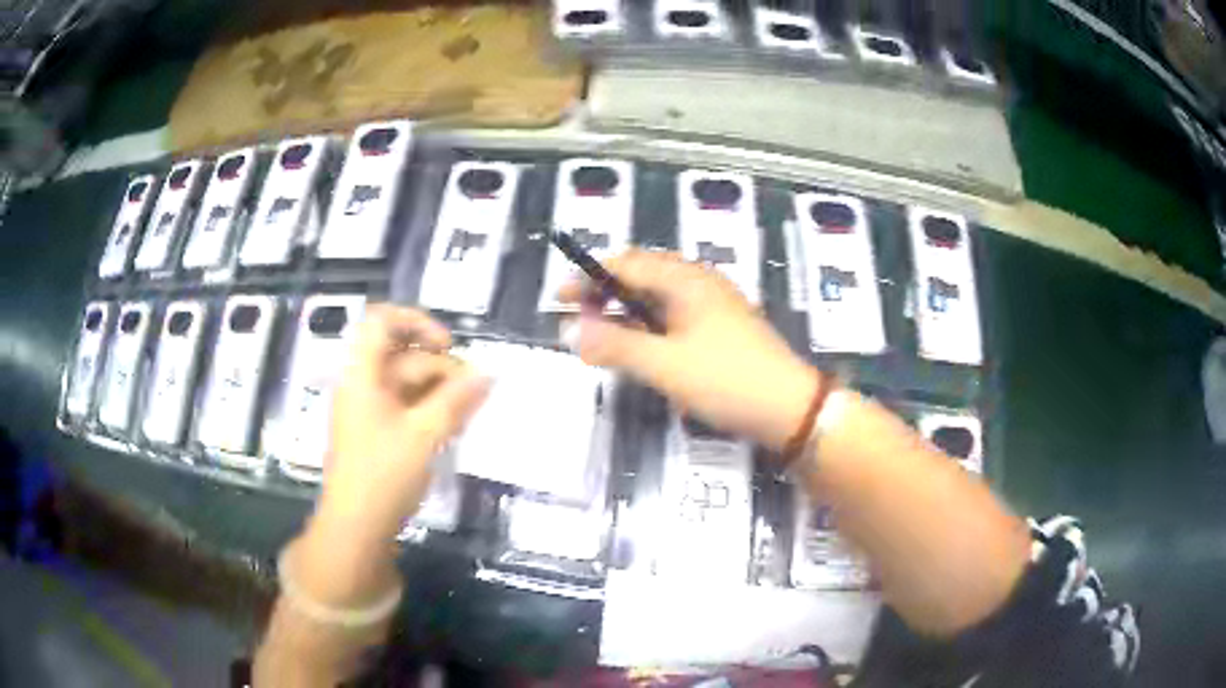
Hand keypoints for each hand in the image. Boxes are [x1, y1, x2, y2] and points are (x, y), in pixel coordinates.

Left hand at [311, 305, 490, 550]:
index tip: (448, 345)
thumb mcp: (424, 435)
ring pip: (407, 383)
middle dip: (440, 367)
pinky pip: (405, 407)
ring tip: (468, 413)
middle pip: (402, 355)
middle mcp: (362, 385)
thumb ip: (457, 400)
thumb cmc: (383, 475)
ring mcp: (368, 410)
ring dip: (439, 391)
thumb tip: (488, 373)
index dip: (416, 321)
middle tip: (473, 392)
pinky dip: (429, 410)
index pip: (381, 321)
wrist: (356, 528)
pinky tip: (452, 426)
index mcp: (362, 375)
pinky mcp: (376, 433)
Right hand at [559, 250, 819, 450]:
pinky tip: (638, 350)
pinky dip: (647, 328)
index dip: (588, 277)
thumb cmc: (727, 381)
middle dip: (604, 293)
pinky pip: (673, 318)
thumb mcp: (665, 365)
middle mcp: (699, 283)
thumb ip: (614, 345)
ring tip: (599, 337)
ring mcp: (713, 306)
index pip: (626, 263)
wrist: (790, 409)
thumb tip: (568, 330)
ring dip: (624, 313)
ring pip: (657, 299)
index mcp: (686, 279)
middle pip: (641, 276)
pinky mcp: (720, 329)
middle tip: (577, 320)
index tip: (558, 299)